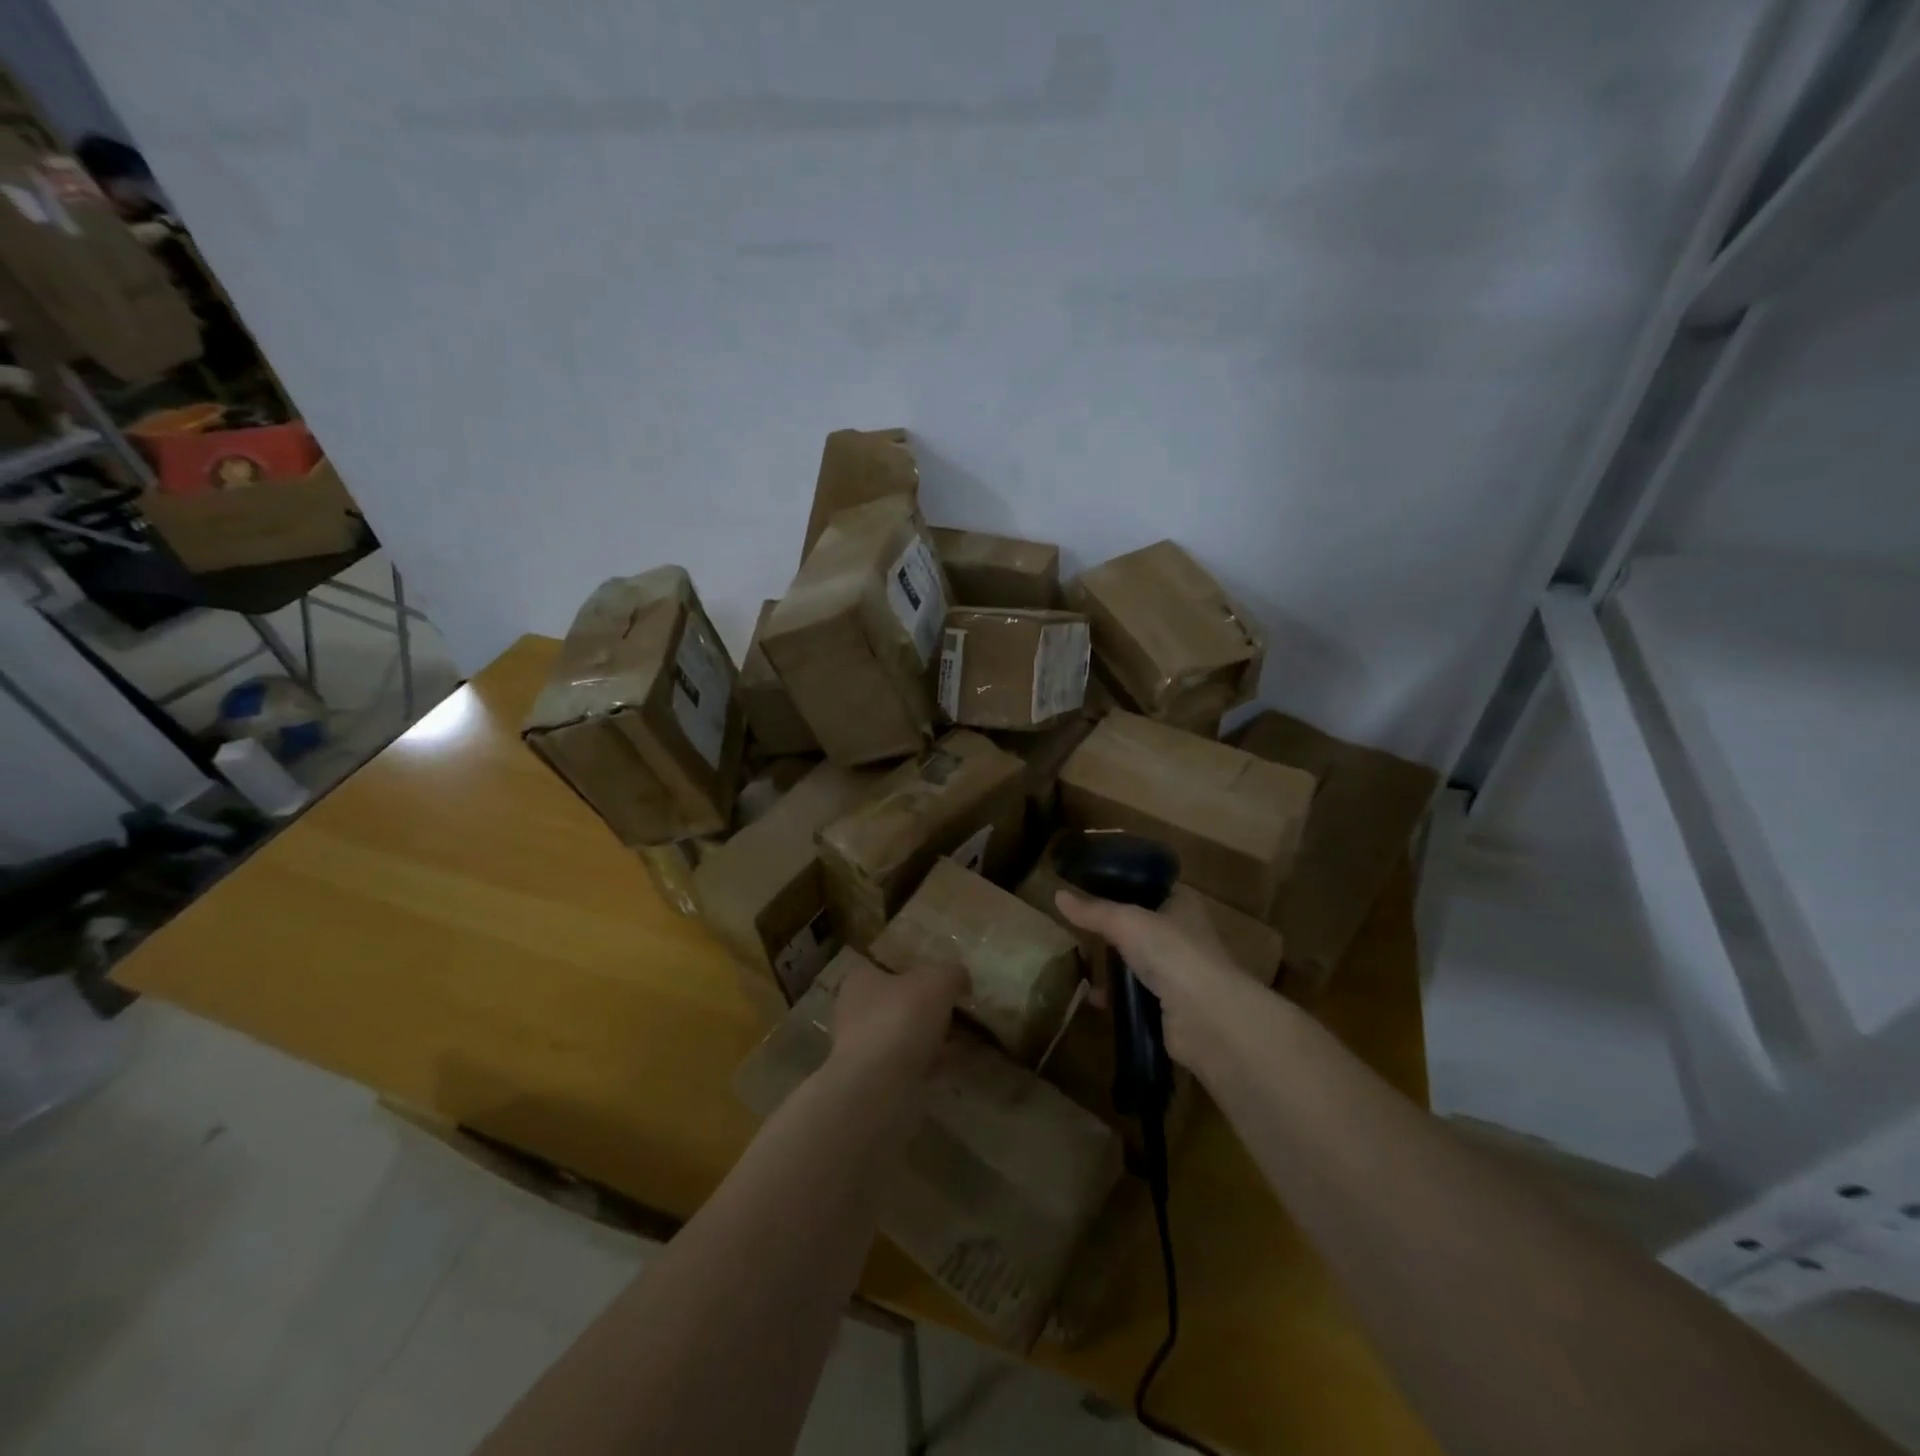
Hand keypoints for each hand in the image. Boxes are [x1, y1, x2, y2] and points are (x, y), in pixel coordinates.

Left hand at [829, 955, 967, 1082]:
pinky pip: (911, 1066)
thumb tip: (961, 980)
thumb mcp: (936, 980)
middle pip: (899, 1003)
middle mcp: (856, 1011)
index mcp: (861, 980)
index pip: (889, 967)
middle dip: (929, 1009)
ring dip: (933, 1039)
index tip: (946, 982)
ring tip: (967, 1040)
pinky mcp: (876, 1082)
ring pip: (906, 1036)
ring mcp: (864, 1049)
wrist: (876, 1088)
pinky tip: (959, 1065)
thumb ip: (952, 974)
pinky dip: (934, 1064)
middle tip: (961, 1012)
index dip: (918, 971)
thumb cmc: (899, 1019)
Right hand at [1055, 886, 1270, 1075]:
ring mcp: (1179, 972)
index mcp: (1182, 904)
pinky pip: (1136, 994)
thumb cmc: (1171, 952)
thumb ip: (1092, 911)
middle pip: (1141, 925)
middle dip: (1111, 929)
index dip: (1124, 885)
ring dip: (1112, 965)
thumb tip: (1057, 895)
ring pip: (1137, 961)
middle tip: (1079, 927)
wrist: (1206, 1017)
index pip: (1151, 887)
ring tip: (1082, 962)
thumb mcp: (1125, 921)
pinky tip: (1095, 997)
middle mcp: (1183, 934)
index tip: (1091, 888)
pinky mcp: (1170, 1006)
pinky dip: (1117, 996)